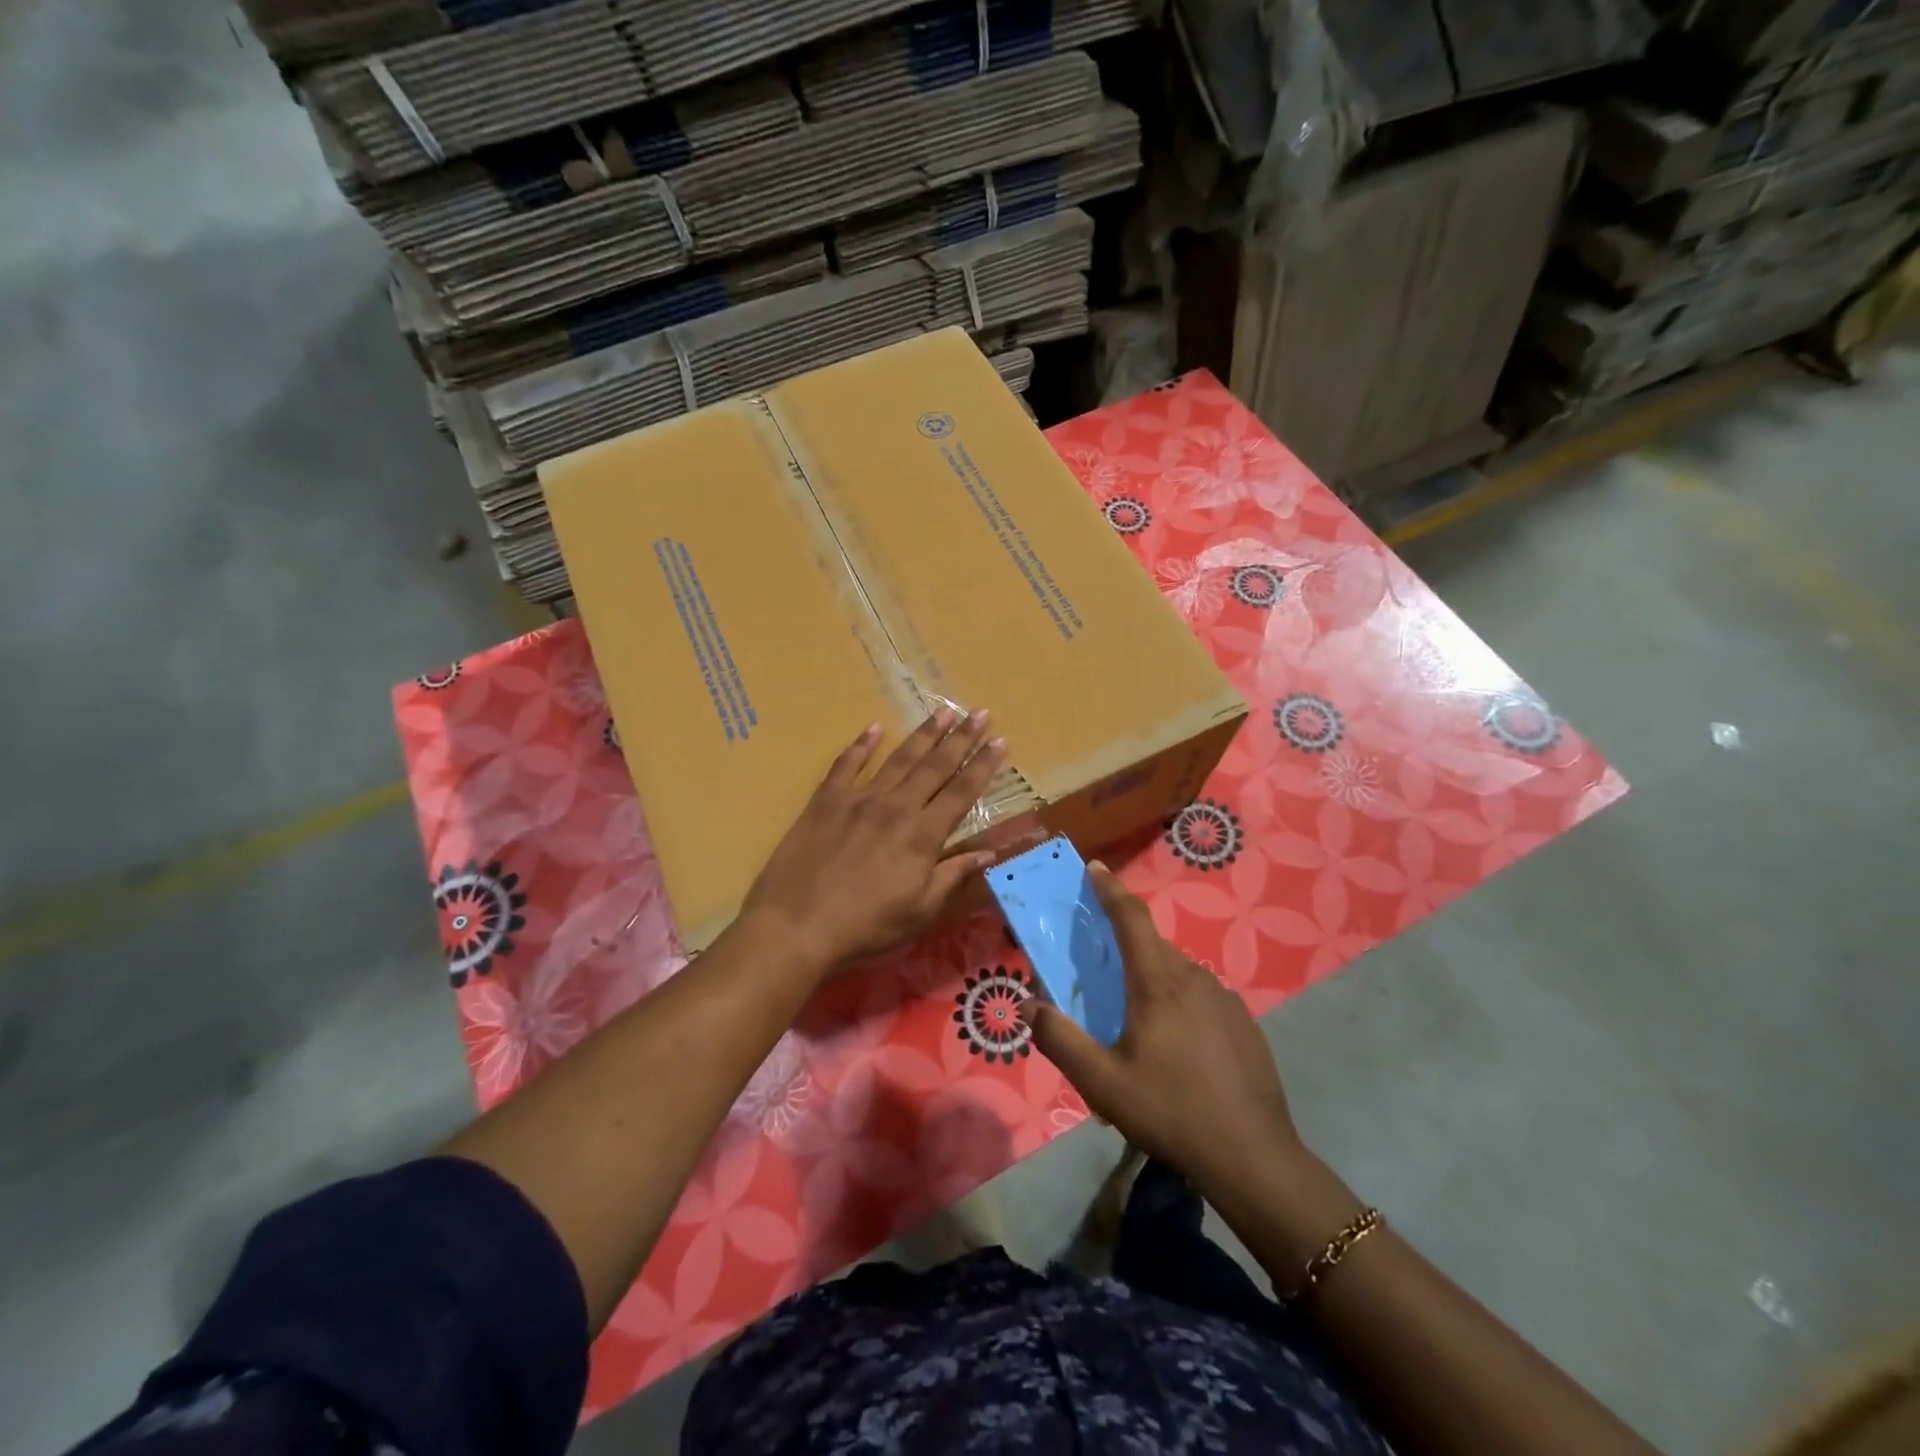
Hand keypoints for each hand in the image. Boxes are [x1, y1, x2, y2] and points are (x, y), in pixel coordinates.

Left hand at [743, 708, 1004, 976]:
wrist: (797, 925)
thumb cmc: (865, 926)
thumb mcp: (920, 911)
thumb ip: (953, 875)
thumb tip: (988, 852)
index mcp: (923, 835)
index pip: (962, 792)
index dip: (983, 765)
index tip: (1001, 740)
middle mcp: (896, 807)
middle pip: (935, 766)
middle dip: (961, 738)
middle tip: (980, 712)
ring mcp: (859, 799)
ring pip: (898, 759)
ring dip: (924, 734)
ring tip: (943, 711)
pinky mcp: (826, 801)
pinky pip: (846, 765)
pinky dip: (861, 745)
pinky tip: (874, 727)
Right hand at [1023, 862, 1305, 1202]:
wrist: (1254, 1158)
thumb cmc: (1171, 1112)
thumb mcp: (1103, 1084)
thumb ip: (1060, 1041)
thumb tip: (1031, 1006)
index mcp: (1158, 983)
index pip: (1131, 918)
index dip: (1110, 889)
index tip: (1095, 867)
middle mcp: (1195, 978)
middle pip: (1152, 946)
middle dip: (1125, 945)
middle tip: (1102, 969)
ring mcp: (1226, 1000)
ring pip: (1178, 974)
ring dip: (1152, 980)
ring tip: (1136, 1022)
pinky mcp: (1244, 1023)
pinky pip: (1201, 997)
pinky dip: (1179, 1003)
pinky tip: (1176, 1048)